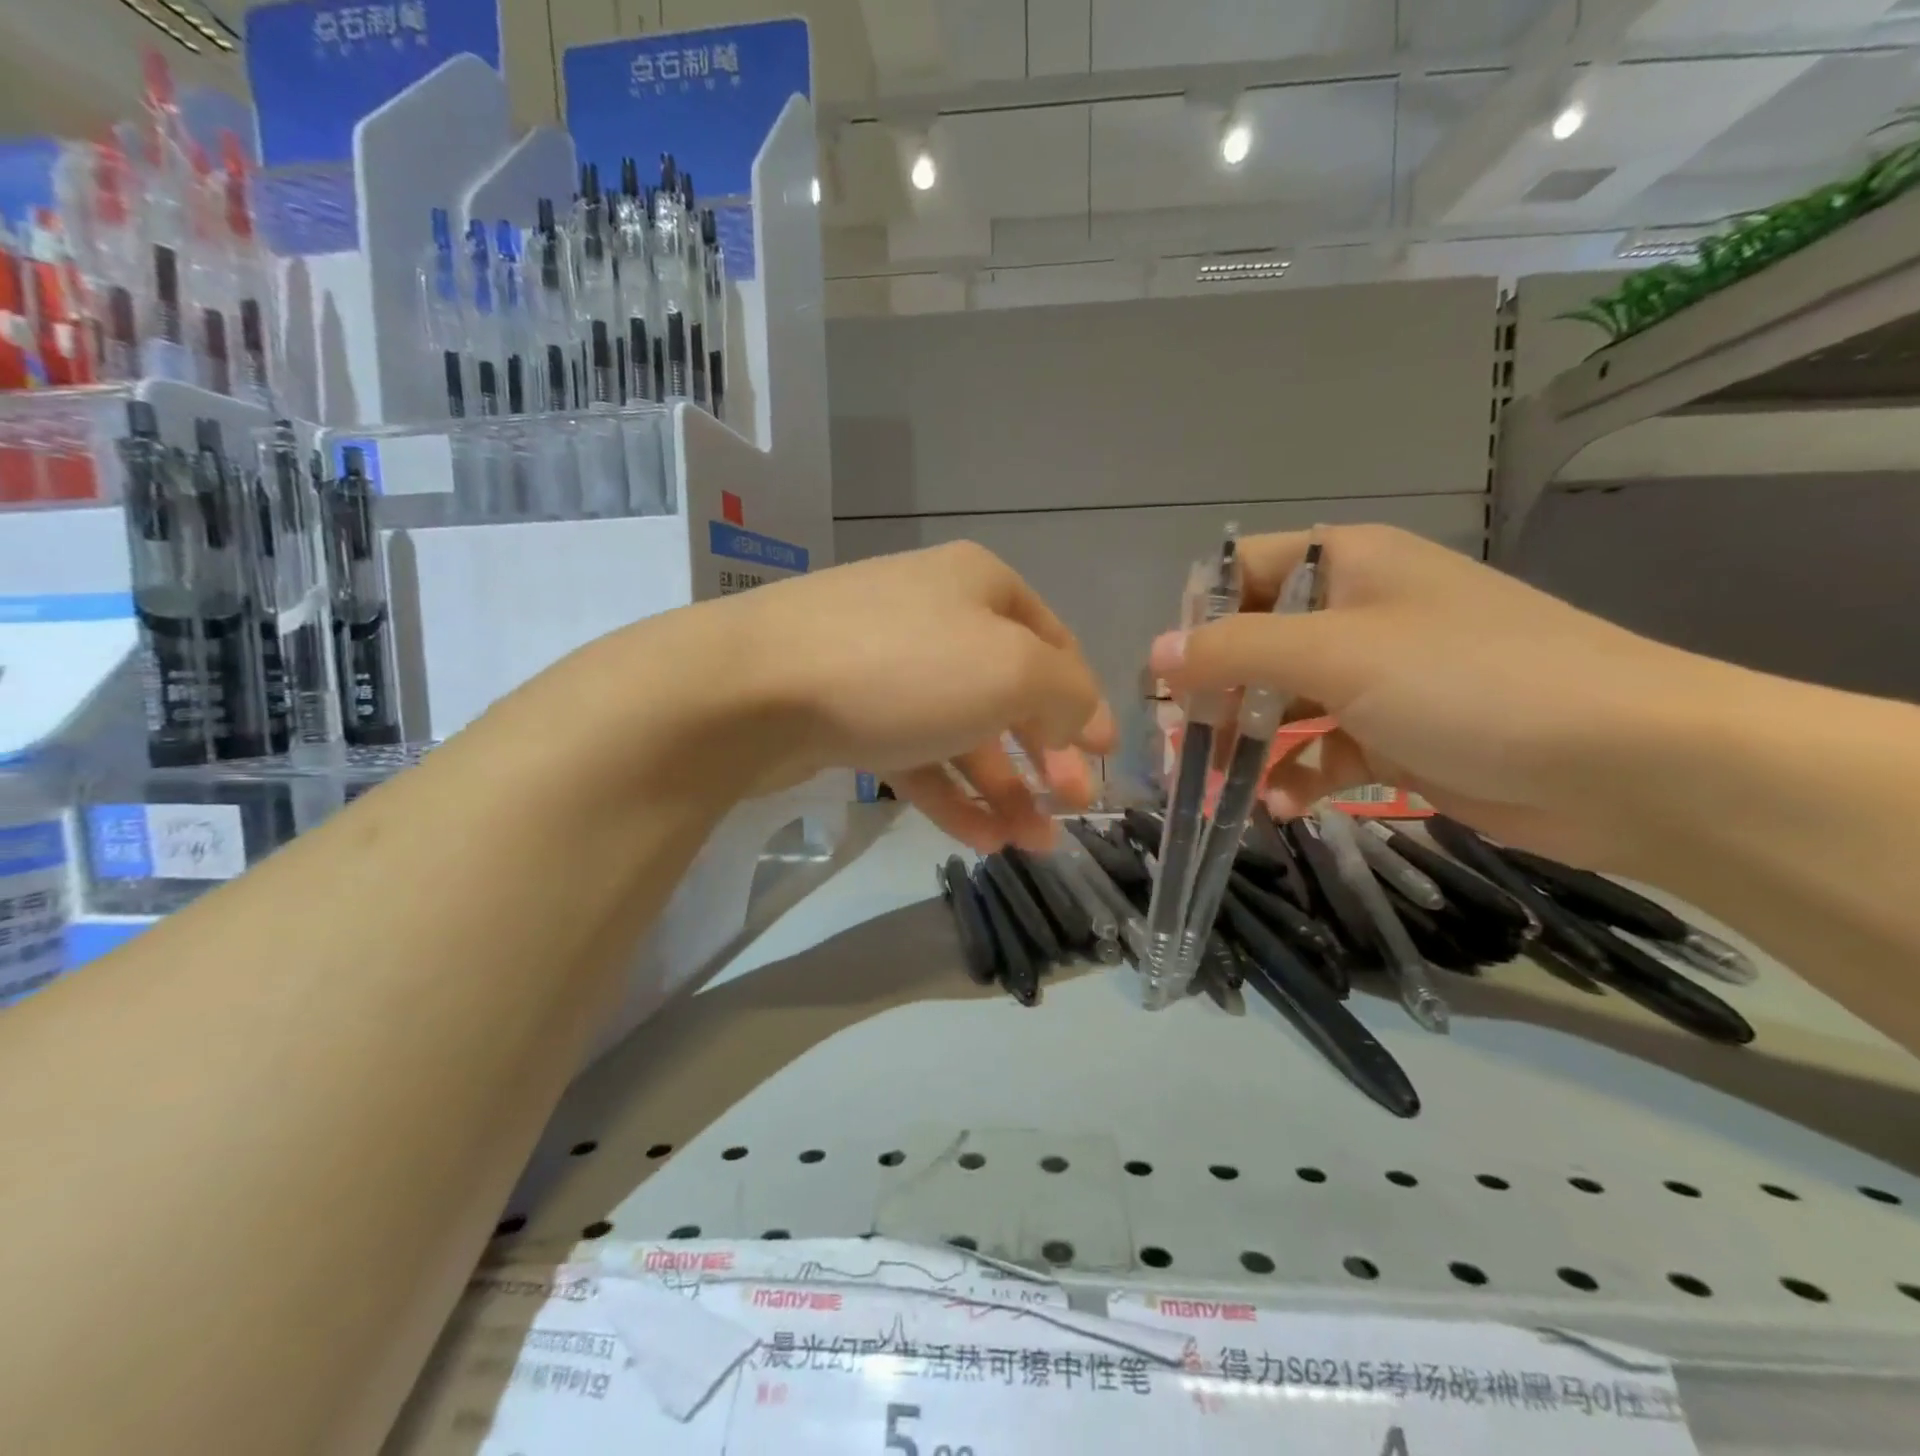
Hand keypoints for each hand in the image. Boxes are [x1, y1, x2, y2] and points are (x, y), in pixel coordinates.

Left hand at [704, 542, 1114, 850]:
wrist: (751, 691)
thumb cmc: (902, 667)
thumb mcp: (1011, 670)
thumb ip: (1066, 694)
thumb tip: (1083, 721)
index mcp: (979, 586)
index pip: (1054, 643)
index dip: (1084, 702)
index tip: (1104, 758)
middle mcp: (934, 616)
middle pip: (1008, 692)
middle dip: (1045, 756)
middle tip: (1070, 810)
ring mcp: (886, 666)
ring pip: (962, 732)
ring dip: (1002, 789)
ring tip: (1031, 844)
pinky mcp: (848, 713)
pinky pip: (915, 755)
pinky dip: (951, 795)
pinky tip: (981, 841)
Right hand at [1148, 524, 1712, 869]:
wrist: (1627, 765)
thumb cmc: (1471, 681)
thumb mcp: (1337, 654)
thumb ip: (1235, 650)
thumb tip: (1154, 654)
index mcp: (1347, 564)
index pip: (1243, 572)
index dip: (1197, 617)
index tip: (1165, 675)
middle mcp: (1358, 613)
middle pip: (1255, 645)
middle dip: (1214, 695)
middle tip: (1178, 743)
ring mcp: (1379, 678)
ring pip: (1284, 705)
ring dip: (1247, 745)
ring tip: (1218, 785)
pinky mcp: (1398, 736)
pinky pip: (1323, 751)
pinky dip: (1297, 777)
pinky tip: (1280, 806)